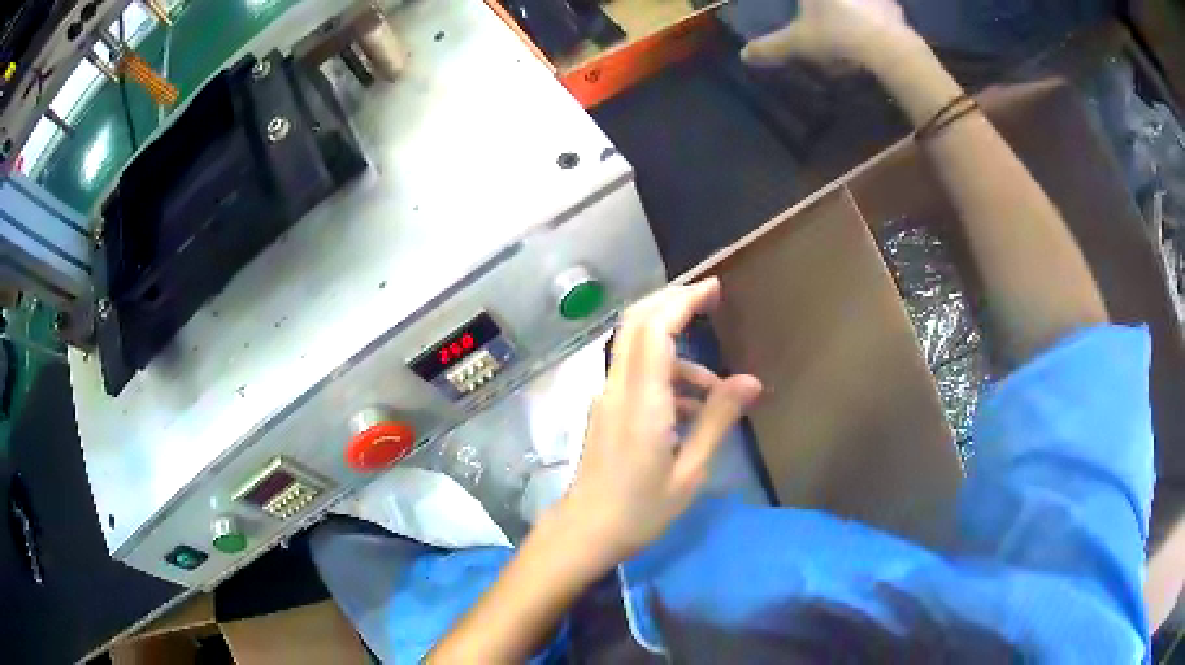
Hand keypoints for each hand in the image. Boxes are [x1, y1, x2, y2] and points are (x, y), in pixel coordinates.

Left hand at [558, 279, 762, 566]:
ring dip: (677, 352)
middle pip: (636, 323)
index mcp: (641, 401)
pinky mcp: (605, 409)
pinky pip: (636, 374)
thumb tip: (751, 381)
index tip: (714, 288)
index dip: (683, 300)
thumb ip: (718, 421)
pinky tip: (691, 410)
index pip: (655, 329)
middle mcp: (618, 388)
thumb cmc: (641, 510)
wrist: (586, 532)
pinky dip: (665, 375)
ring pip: (636, 348)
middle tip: (710, 300)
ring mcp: (606, 397)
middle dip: (672, 302)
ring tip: (717, 391)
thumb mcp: (690, 471)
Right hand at [740, 0, 914, 69]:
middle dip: (825, 7)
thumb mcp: (798, 44)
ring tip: (853, 16)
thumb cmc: (835, 36)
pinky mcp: (893, 5)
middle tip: (826, 13)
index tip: (803, 9)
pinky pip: (883, 6)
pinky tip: (875, 27)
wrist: (887, 48)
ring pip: (861, 1)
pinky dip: (879, 12)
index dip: (804, 5)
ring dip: (856, 7)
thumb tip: (744, 55)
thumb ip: (771, 47)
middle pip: (828, 0)